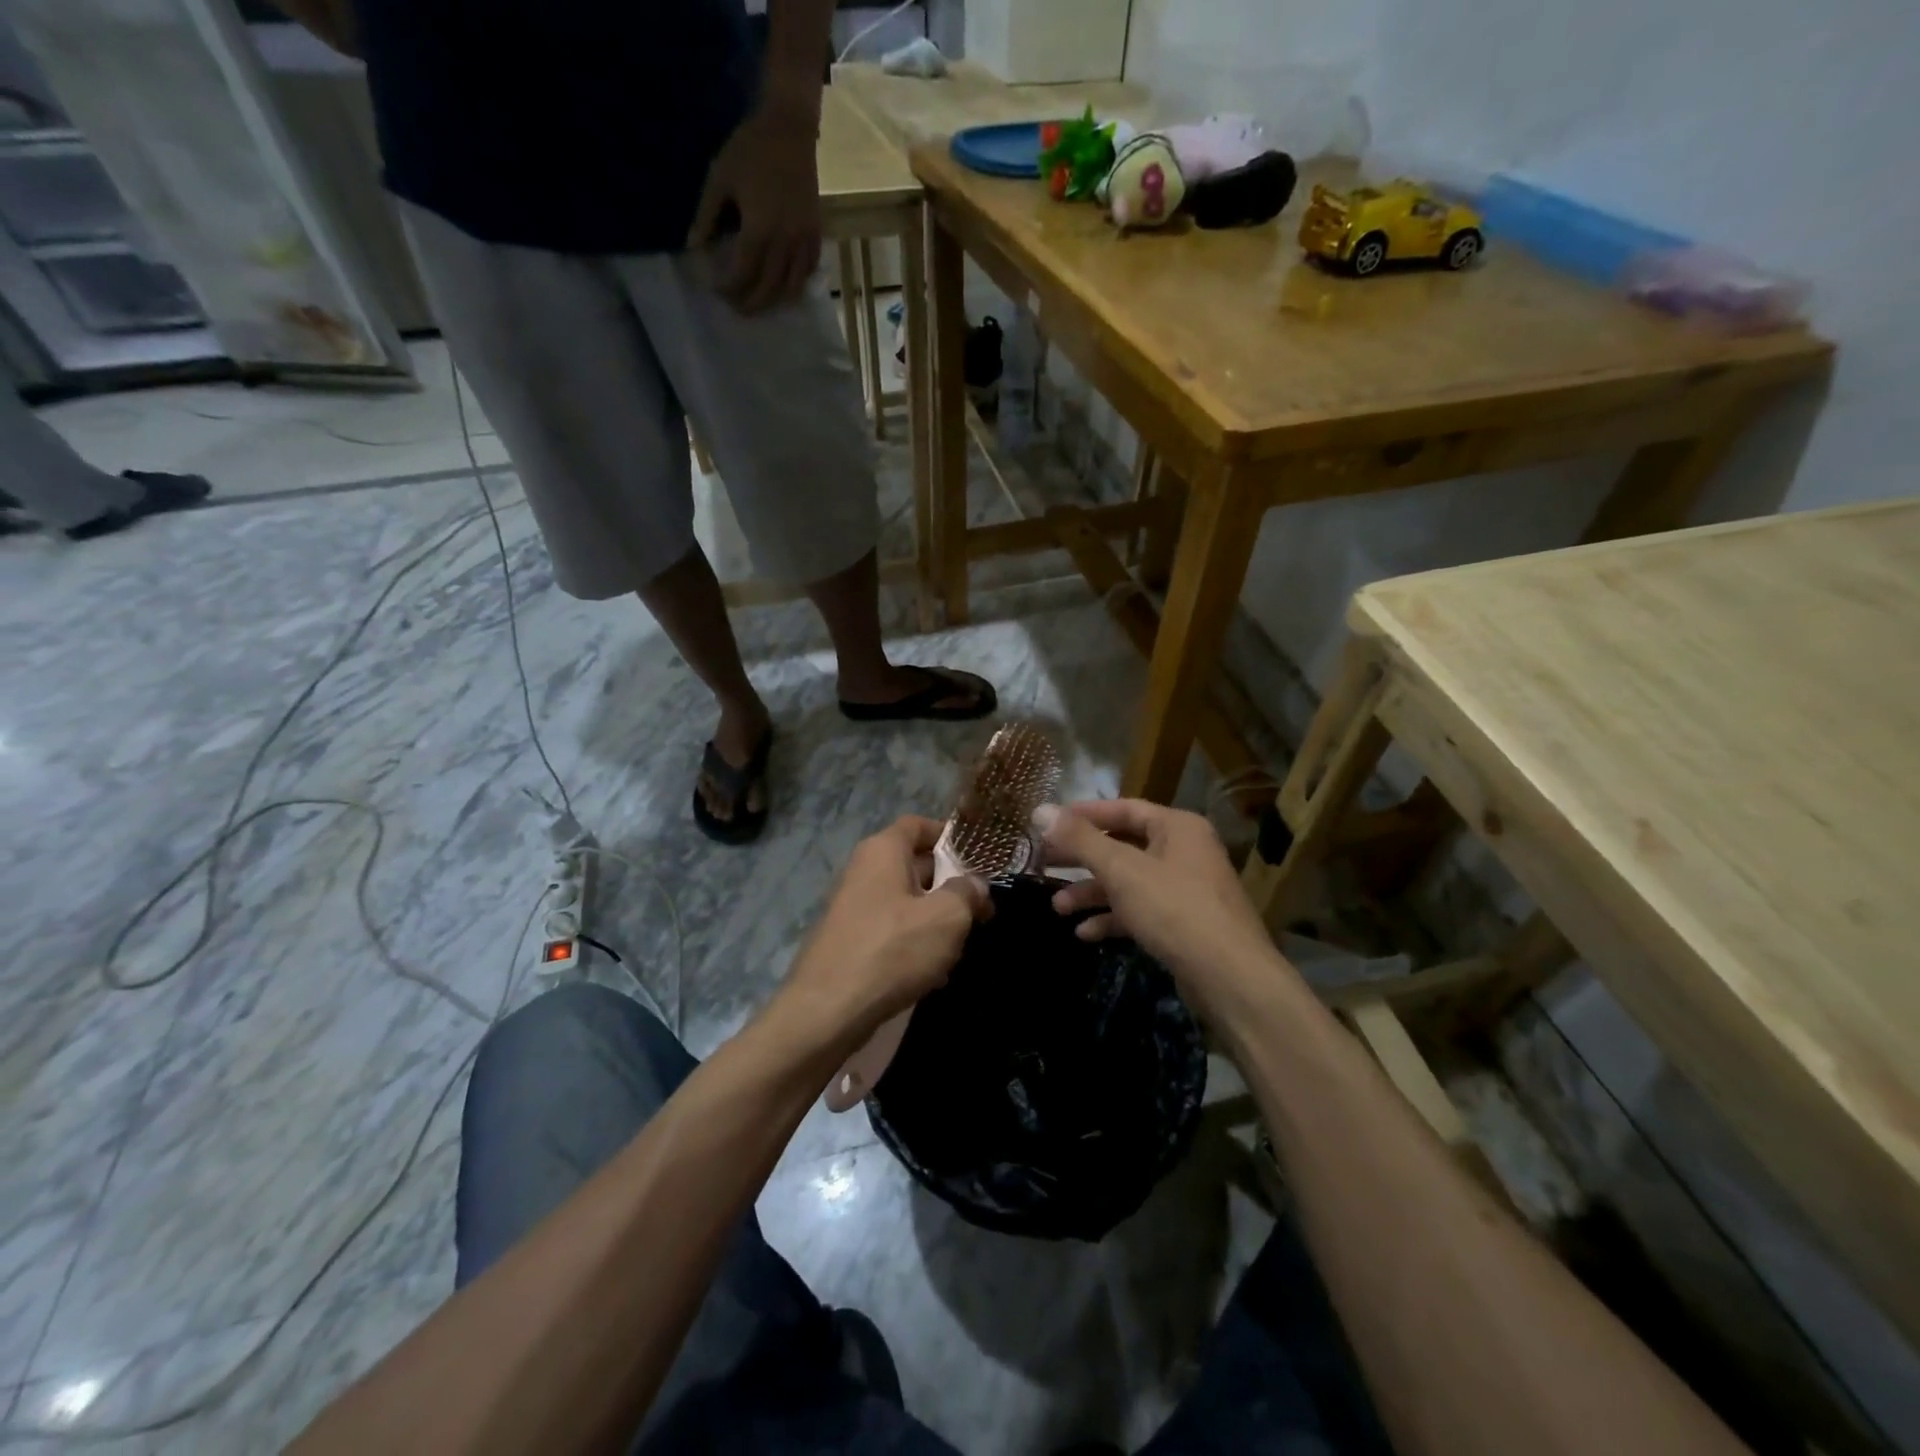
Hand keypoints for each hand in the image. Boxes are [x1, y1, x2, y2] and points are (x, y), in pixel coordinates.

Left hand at [687, 95, 822, 314]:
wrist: (790, 130)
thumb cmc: (750, 149)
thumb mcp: (719, 178)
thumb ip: (706, 216)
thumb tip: (694, 248)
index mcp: (759, 230)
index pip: (744, 274)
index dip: (729, 287)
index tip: (717, 291)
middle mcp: (784, 244)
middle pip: (768, 288)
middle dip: (751, 302)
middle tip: (737, 308)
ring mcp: (803, 242)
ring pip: (791, 287)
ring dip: (775, 300)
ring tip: (761, 303)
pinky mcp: (815, 235)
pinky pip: (808, 271)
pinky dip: (796, 283)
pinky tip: (784, 285)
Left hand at [778, 816, 989, 1044]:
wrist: (828, 1010)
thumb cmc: (893, 949)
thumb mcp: (947, 917)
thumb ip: (967, 893)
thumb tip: (975, 884)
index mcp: (883, 851)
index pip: (918, 825)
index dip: (949, 835)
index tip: (979, 858)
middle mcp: (864, 871)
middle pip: (915, 865)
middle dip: (950, 886)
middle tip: (981, 910)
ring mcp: (853, 907)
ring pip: (907, 903)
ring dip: (935, 921)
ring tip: (960, 948)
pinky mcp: (850, 942)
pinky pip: (892, 932)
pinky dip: (914, 945)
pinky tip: (934, 974)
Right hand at [1037, 800, 1282, 1014]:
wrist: (1229, 977)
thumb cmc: (1174, 909)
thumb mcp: (1121, 870)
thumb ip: (1080, 839)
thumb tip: (1040, 809)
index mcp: (1177, 827)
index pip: (1123, 808)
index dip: (1083, 814)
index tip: (1048, 823)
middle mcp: (1184, 851)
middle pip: (1123, 846)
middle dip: (1082, 858)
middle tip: (1044, 863)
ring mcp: (1186, 889)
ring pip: (1129, 882)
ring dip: (1093, 893)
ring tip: (1057, 908)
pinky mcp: (1184, 924)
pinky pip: (1141, 911)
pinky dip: (1113, 918)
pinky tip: (1085, 933)